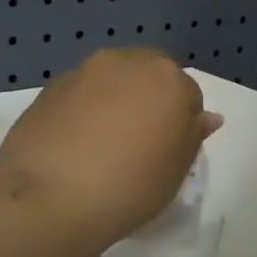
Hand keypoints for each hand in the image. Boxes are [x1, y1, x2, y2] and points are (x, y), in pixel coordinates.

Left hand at [0, 49, 222, 247]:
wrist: (52, 195)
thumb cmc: (132, 185)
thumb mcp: (177, 170)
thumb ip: (193, 136)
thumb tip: (206, 117)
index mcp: (168, 78)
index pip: (189, 95)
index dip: (181, 126)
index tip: (167, 154)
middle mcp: (127, 62)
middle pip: (148, 77)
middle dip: (147, 102)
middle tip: (138, 145)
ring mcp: (84, 71)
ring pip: (111, 82)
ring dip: (113, 103)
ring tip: (102, 147)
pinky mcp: (50, 87)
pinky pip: (79, 96)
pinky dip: (82, 112)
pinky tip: (74, 147)